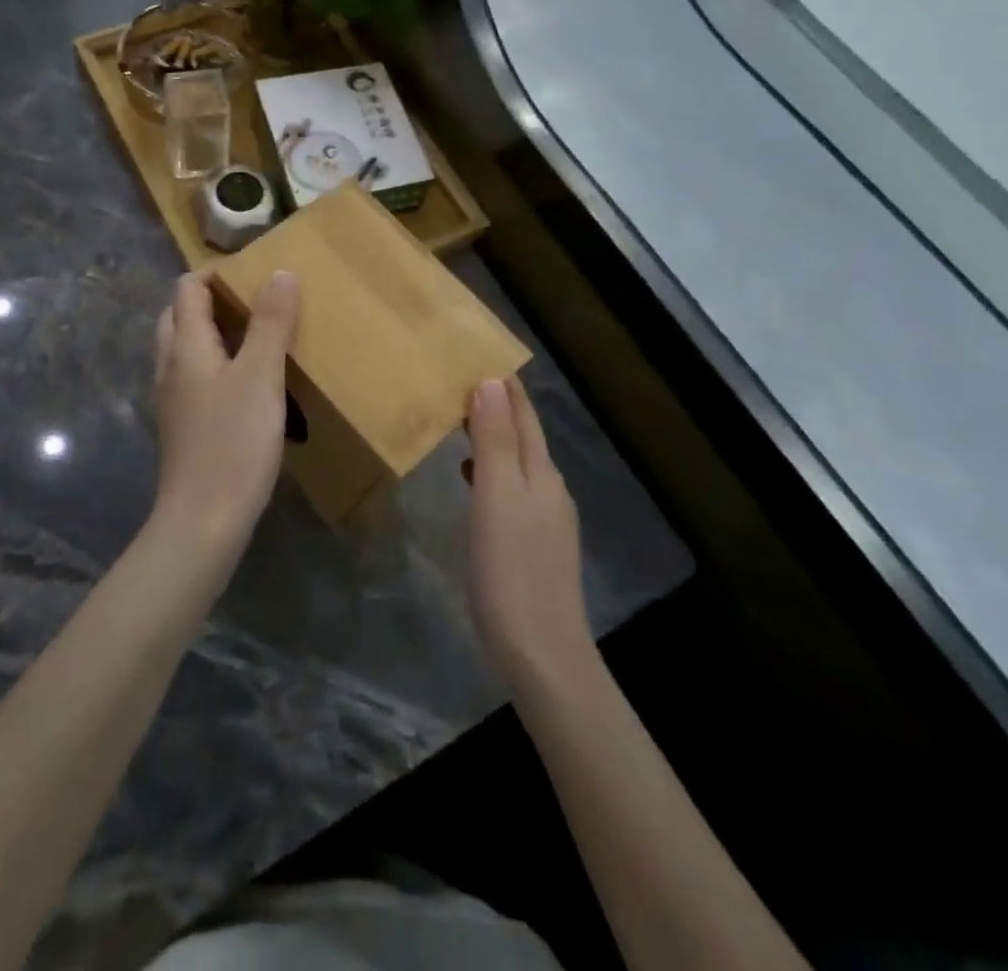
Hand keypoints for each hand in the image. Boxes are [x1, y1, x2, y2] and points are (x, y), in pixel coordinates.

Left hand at [151, 270, 299, 549]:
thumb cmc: (233, 442)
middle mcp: (169, 365)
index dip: (215, 274)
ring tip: (254, 336)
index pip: (187, 289)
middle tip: (253, 303)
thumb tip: (280, 273)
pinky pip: (191, 376)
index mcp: (185, 346)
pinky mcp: (181, 424)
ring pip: (183, 348)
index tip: (252, 274)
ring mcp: (171, 398)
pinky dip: (213, 363)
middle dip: (210, 300)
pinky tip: (244, 382)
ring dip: (211, 332)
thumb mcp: (261, 376)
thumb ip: (271, 323)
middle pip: (178, 315)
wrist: (203, 519)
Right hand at [465, 376, 594, 694]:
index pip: (523, 415)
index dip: (504, 385)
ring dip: (491, 439)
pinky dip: (491, 472)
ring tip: (459, 425)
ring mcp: (545, 519)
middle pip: (523, 436)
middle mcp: (549, 488)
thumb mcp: (496, 497)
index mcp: (540, 472)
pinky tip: (472, 481)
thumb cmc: (511, 568)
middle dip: (496, 407)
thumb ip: (494, 440)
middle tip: (458, 384)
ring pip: (517, 463)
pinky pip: (512, 490)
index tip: (478, 355)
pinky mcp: (535, 545)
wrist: (541, 652)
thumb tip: (491, 382)